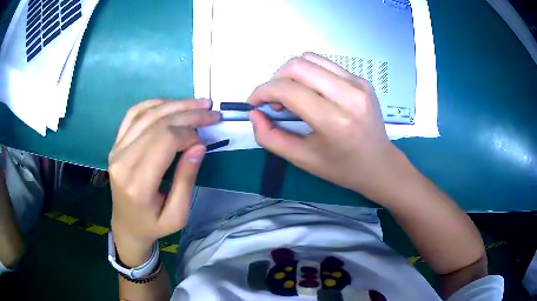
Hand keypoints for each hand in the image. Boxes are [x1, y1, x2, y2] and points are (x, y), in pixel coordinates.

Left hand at [108, 99, 220, 265]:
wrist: (126, 225)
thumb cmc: (153, 225)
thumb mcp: (178, 214)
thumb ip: (186, 180)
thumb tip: (199, 145)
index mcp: (138, 183)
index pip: (165, 141)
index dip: (189, 133)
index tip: (204, 139)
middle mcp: (122, 161)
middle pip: (157, 124)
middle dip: (188, 114)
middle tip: (211, 113)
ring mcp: (116, 150)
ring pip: (147, 114)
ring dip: (175, 105)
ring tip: (198, 103)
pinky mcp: (116, 144)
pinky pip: (133, 115)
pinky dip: (153, 104)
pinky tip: (170, 105)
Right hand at [249, 53, 411, 204]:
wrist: (380, 164)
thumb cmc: (342, 168)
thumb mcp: (302, 159)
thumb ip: (270, 137)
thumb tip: (255, 113)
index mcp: (334, 120)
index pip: (288, 89)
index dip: (263, 91)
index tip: (255, 102)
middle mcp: (348, 95)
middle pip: (298, 65)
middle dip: (275, 79)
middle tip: (274, 101)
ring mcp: (358, 83)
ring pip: (310, 59)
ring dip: (291, 73)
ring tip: (291, 95)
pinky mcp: (361, 80)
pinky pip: (325, 65)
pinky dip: (309, 74)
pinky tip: (311, 92)